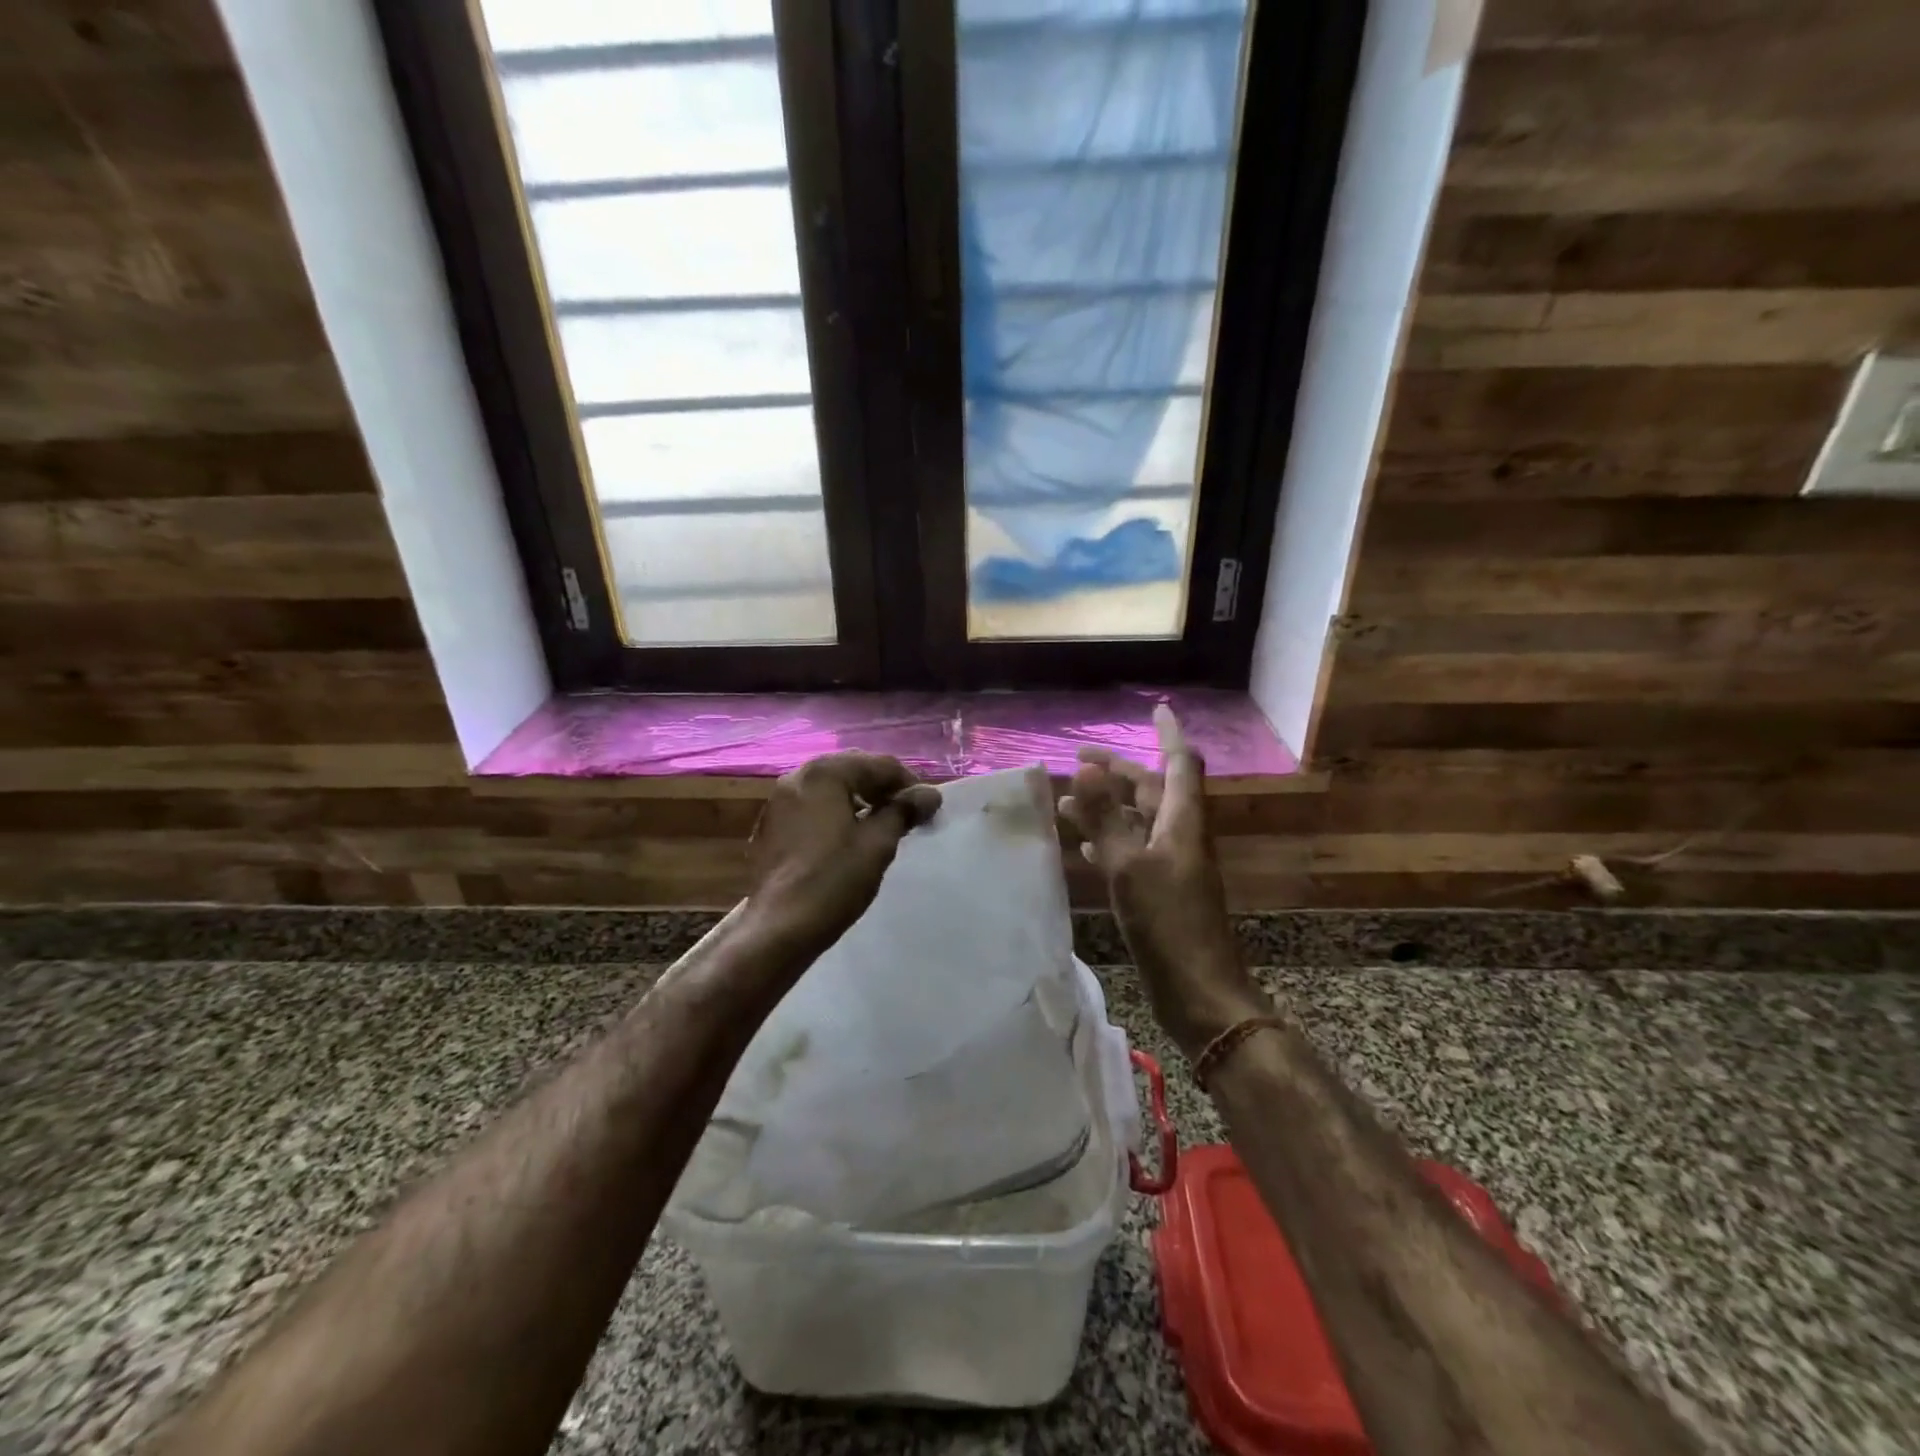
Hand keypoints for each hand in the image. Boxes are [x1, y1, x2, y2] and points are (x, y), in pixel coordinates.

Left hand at [745, 752, 940, 960]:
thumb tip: (930, 794)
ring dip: (859, 799)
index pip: (879, 765)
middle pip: (852, 770)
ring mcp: (778, 802)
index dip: (909, 784)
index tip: (927, 809)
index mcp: (824, 774)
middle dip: (882, 788)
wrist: (779, 928)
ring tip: (882, 825)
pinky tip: (849, 837)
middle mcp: (797, 777)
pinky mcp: (771, 826)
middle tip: (908, 814)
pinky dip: (835, 813)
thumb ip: (903, 811)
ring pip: (830, 788)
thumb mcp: (878, 844)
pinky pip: (812, 807)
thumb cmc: (833, 880)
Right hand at [1059, 706, 1267, 1059]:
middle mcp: (1180, 836)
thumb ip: (1106, 818)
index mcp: (1182, 822)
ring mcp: (1171, 866)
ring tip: (1065, 802)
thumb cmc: (1169, 925)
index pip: (1180, 763)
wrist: (1201, 993)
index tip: (1155, 708)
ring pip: (1138, 822)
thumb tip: (1087, 768)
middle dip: (1119, 772)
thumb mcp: (1130, 866)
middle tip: (1078, 760)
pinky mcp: (1160, 892)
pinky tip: (1084, 847)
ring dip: (1106, 807)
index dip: (1169, 733)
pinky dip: (1108, 842)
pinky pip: (1132, 852)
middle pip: (1152, 790)